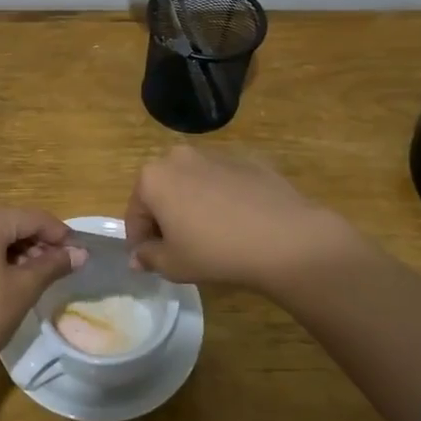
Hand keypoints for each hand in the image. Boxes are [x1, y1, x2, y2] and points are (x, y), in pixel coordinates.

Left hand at [0, 208, 86, 388]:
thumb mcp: (23, 289)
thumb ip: (53, 265)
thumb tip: (81, 253)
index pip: (32, 218)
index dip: (60, 233)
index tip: (81, 253)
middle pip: (14, 223)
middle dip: (41, 242)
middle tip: (65, 267)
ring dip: (23, 251)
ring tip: (45, 276)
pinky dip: (3, 258)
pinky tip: (18, 279)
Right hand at [126, 146, 362, 296]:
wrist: (285, 238)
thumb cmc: (215, 252)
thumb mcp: (173, 264)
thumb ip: (148, 257)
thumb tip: (138, 256)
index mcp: (153, 178)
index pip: (135, 213)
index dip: (140, 240)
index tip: (150, 260)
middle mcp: (180, 157)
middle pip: (162, 191)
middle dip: (165, 217)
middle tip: (180, 248)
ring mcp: (216, 155)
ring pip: (193, 183)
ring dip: (194, 205)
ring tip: (212, 236)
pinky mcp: (248, 161)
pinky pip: (224, 182)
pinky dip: (223, 199)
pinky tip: (239, 224)